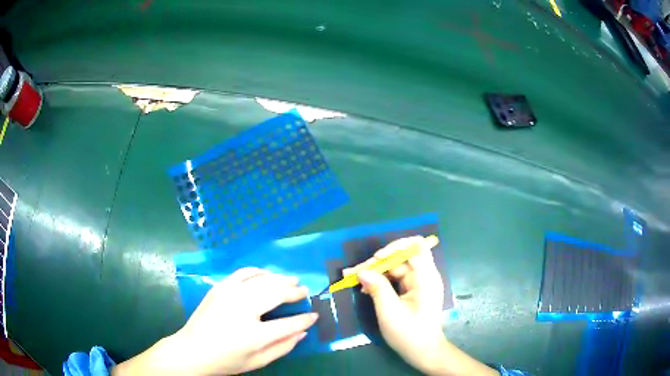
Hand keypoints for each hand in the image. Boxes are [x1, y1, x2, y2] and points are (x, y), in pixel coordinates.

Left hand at [112, 268, 317, 375]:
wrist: (192, 351)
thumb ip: (283, 347)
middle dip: (293, 291)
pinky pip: (242, 273)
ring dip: (279, 278)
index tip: (314, 314)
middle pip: (275, 293)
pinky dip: (258, 271)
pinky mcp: (219, 288)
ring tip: (291, 280)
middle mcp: (242, 309)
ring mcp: (229, 295)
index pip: (288, 323)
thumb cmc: (226, 360)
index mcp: (254, 334)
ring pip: (261, 279)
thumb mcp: (258, 362)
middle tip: (304, 290)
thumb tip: (303, 331)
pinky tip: (266, 274)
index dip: (305, 319)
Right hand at [346, 236, 496, 375]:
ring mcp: (419, 283)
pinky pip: (396, 279)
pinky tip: (365, 288)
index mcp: (426, 277)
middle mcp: (424, 276)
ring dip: (376, 271)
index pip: (416, 246)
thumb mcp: (389, 311)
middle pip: (401, 257)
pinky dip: (381, 281)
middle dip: (378, 262)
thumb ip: (377, 288)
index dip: (395, 247)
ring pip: (396, 267)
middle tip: (354, 272)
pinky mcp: (413, 291)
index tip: (377, 259)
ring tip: (354, 278)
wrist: (423, 352)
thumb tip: (362, 271)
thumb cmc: (409, 333)